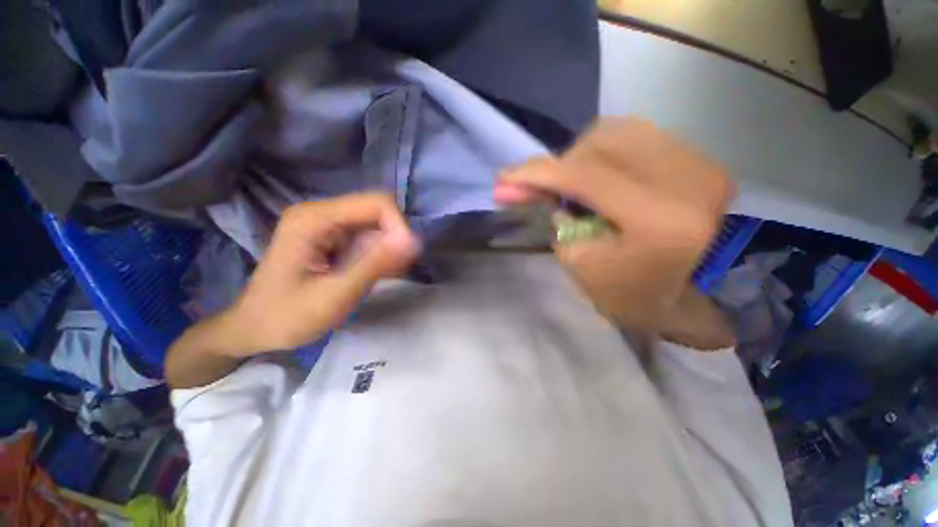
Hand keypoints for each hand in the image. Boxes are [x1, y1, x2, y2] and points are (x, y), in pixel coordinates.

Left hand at [221, 193, 420, 355]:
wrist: (254, 331)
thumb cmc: (287, 318)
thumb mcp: (336, 294)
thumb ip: (375, 264)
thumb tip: (413, 240)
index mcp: (314, 218)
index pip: (376, 203)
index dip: (398, 227)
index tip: (404, 258)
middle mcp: (320, 213)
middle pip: (377, 212)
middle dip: (393, 239)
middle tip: (394, 271)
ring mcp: (325, 225)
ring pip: (375, 226)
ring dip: (387, 249)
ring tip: (385, 276)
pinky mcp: (331, 238)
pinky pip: (366, 237)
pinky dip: (378, 254)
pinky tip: (377, 273)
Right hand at [495, 118, 733, 334]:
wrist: (692, 297)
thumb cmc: (633, 294)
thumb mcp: (582, 265)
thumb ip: (557, 222)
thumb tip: (539, 190)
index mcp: (658, 219)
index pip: (586, 177)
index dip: (539, 174)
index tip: (504, 178)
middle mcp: (687, 178)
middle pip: (601, 144)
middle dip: (558, 164)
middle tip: (537, 187)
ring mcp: (699, 162)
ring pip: (619, 132)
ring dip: (580, 156)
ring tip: (568, 185)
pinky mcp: (699, 159)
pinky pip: (638, 137)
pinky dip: (605, 153)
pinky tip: (596, 177)